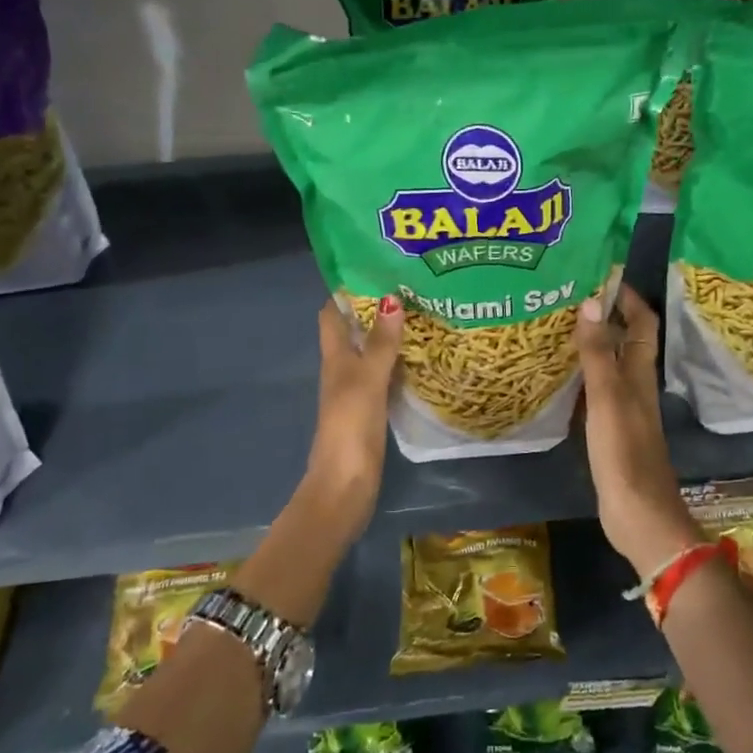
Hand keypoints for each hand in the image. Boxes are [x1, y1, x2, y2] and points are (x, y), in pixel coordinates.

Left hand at [305, 295, 402, 512]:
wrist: (346, 482)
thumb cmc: (351, 425)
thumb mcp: (367, 379)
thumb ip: (381, 343)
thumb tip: (391, 298)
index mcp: (334, 358)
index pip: (331, 315)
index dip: (345, 292)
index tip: (372, 270)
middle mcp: (342, 370)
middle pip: (353, 332)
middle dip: (374, 310)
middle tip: (408, 289)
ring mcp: (356, 392)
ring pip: (370, 354)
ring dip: (388, 337)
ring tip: (420, 315)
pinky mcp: (371, 412)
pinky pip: (384, 378)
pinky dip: (398, 364)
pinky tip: (420, 359)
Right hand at [575, 285, 701, 576]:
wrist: (638, 516)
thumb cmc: (624, 454)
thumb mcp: (607, 399)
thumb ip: (599, 353)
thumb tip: (591, 302)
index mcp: (641, 375)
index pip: (643, 324)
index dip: (628, 297)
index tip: (602, 274)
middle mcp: (636, 387)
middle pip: (626, 341)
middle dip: (605, 316)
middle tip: (569, 296)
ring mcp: (624, 410)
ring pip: (611, 365)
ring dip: (593, 344)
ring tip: (558, 326)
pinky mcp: (611, 431)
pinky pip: (596, 391)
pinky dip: (582, 375)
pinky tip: (559, 375)